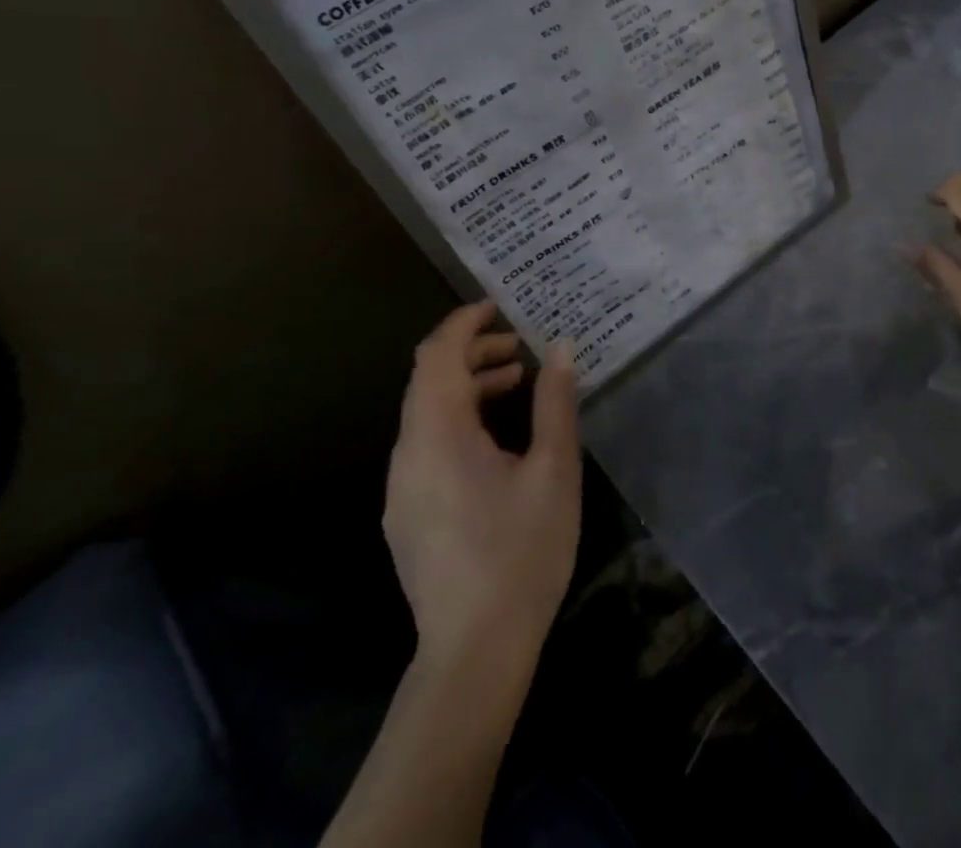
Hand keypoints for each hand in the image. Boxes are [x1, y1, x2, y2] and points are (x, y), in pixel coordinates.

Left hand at [383, 301, 580, 673]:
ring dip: (467, 388)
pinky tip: (496, 439)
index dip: (464, 323)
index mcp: (438, 436)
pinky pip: (426, 445)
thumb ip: (554, 402)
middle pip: (428, 380)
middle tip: (519, 348)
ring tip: (517, 385)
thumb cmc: (521, 552)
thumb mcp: (553, 470)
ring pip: (426, 414)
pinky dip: (458, 421)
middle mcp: (407, 454)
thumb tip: (559, 347)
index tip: (499, 307)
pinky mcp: (406, 514)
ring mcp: (400, 488)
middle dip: (472, 353)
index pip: (436, 356)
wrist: (474, 652)